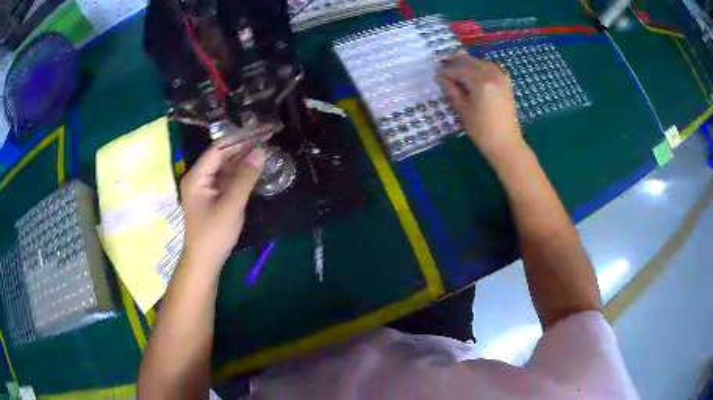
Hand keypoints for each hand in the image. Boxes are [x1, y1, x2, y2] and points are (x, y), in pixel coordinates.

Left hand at [180, 143, 265, 270]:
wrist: (205, 262)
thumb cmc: (214, 234)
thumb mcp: (231, 205)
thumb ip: (245, 178)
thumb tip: (261, 152)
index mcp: (197, 177)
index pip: (218, 149)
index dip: (239, 139)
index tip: (259, 132)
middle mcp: (199, 178)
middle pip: (221, 156)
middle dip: (243, 147)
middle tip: (266, 138)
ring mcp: (205, 188)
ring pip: (225, 167)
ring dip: (243, 159)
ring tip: (265, 149)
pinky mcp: (212, 197)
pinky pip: (226, 179)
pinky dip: (240, 173)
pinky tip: (254, 168)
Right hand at [438, 53, 525, 159]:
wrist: (506, 144)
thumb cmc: (482, 131)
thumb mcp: (463, 110)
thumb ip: (452, 90)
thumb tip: (441, 78)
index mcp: (481, 82)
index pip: (459, 70)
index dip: (446, 70)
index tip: (436, 71)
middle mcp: (492, 75)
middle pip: (471, 62)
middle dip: (456, 61)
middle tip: (443, 61)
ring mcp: (501, 78)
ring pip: (481, 62)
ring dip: (468, 61)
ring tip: (456, 64)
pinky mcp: (506, 83)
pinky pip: (491, 68)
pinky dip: (480, 66)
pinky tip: (473, 70)